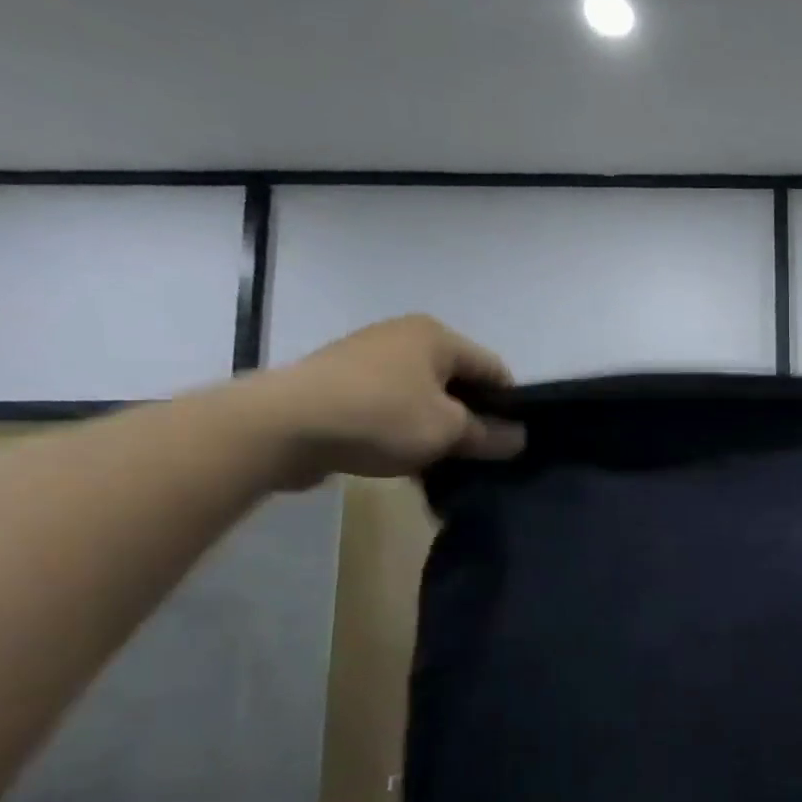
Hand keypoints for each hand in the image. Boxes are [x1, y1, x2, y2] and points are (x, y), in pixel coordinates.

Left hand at [244, 315, 525, 486]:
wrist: (283, 426)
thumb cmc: (382, 417)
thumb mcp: (449, 431)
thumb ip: (489, 435)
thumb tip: (519, 438)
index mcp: (436, 336)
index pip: (494, 369)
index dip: (511, 406)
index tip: (514, 442)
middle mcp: (403, 338)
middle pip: (457, 383)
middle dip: (472, 419)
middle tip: (482, 457)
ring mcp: (367, 359)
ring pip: (422, 398)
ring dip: (437, 429)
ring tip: (444, 464)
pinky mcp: (339, 385)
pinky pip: (390, 408)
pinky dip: (404, 431)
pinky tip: (407, 461)